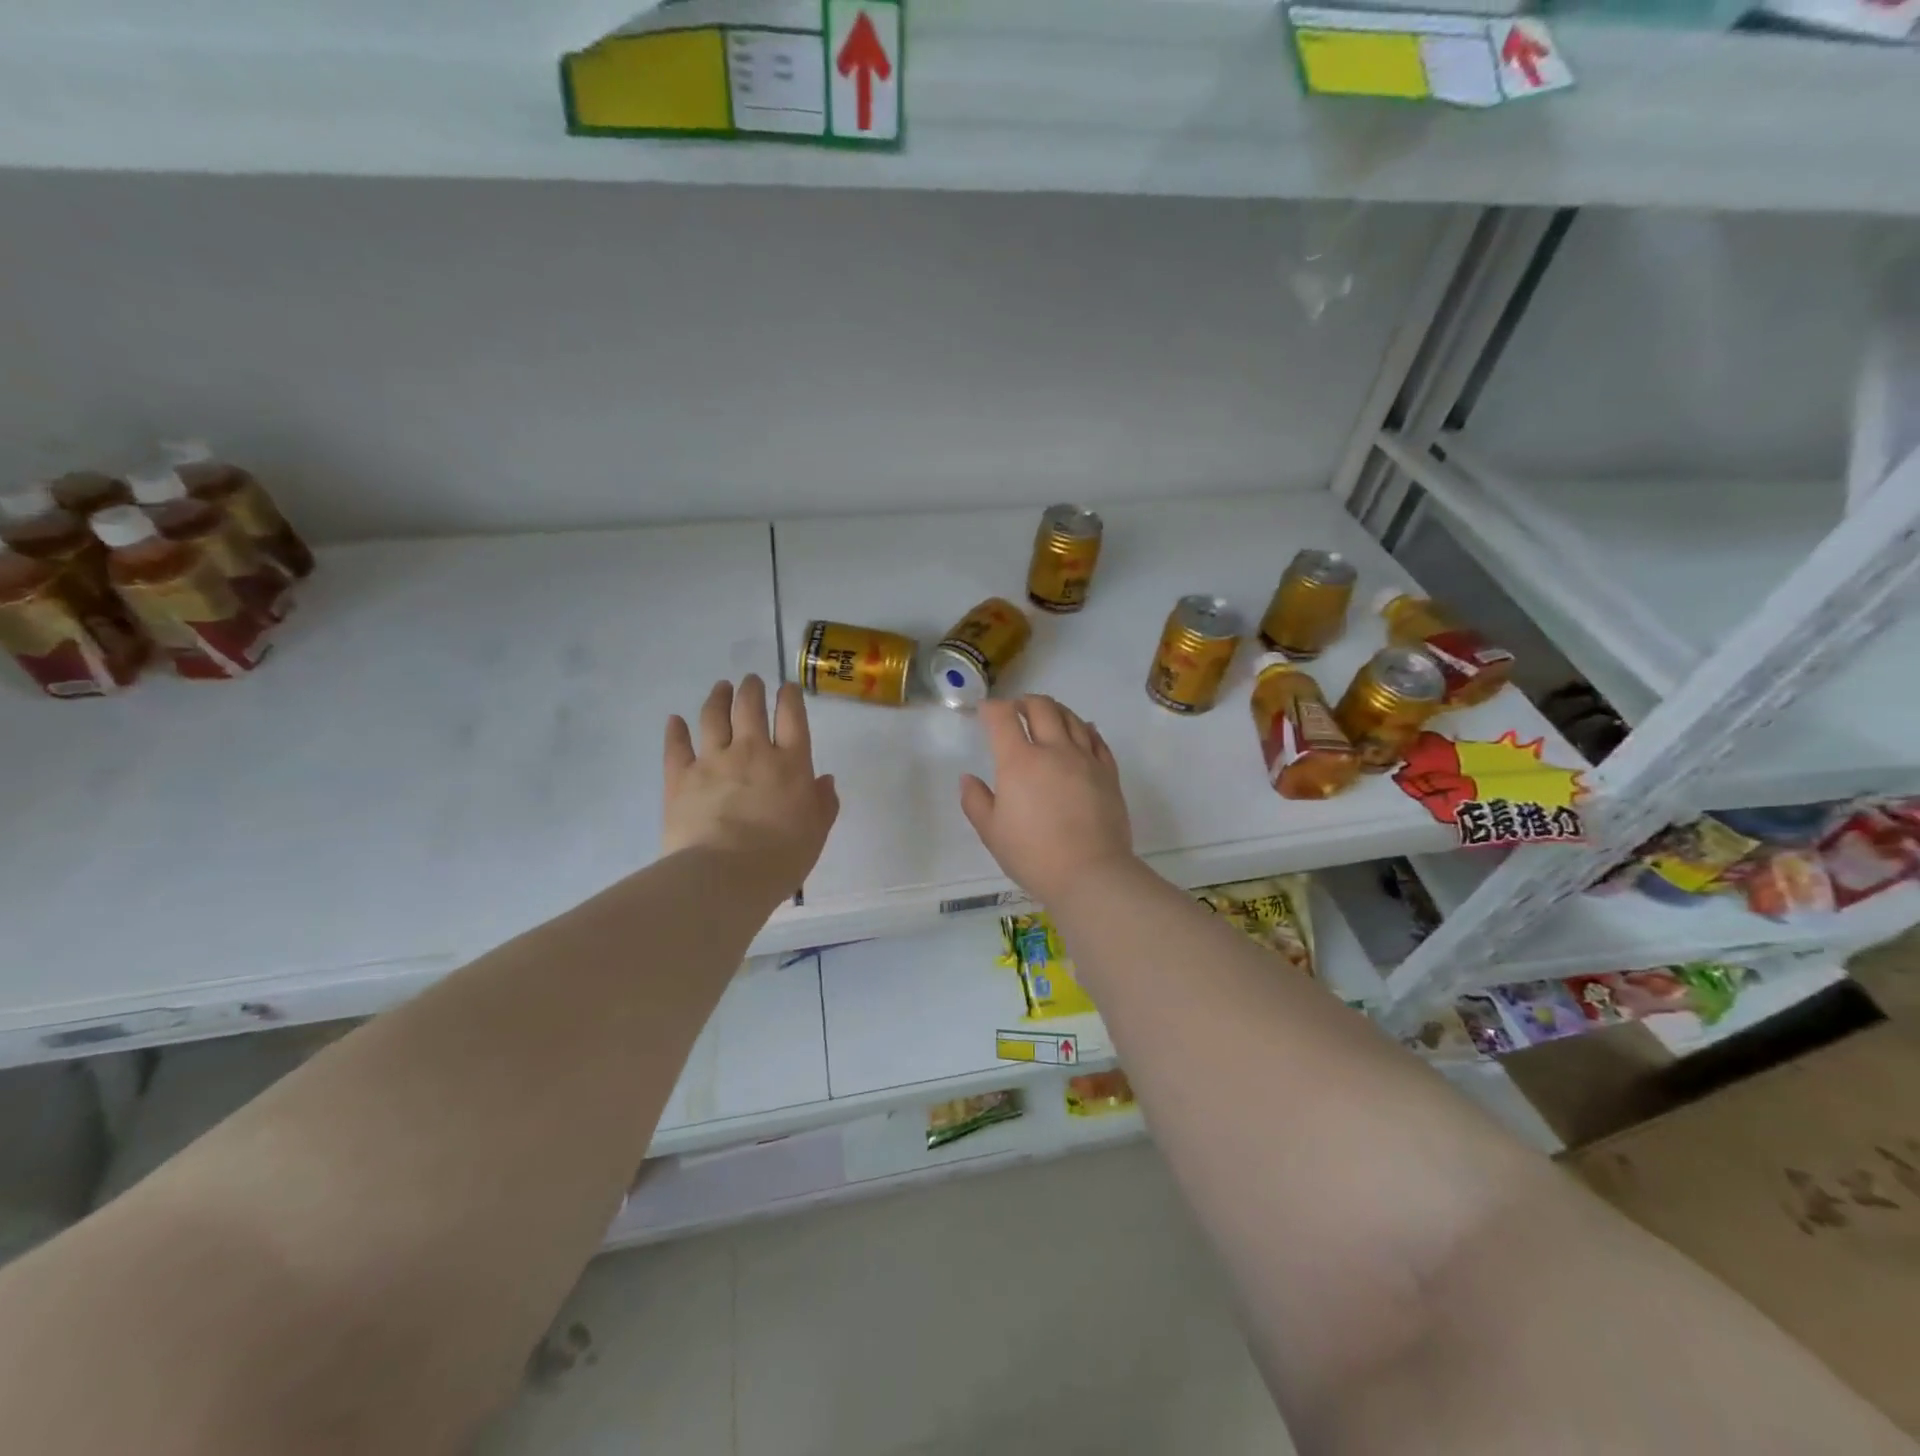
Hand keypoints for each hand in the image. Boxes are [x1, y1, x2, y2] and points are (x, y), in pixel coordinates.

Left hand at [663, 676, 839, 899]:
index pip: (792, 717)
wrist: (725, 875)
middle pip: (750, 708)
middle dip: (751, 690)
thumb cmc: (780, 857)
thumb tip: (825, 780)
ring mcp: (713, 761)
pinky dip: (676, 731)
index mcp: (790, 763)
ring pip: (713, 717)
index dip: (790, 697)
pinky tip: (675, 721)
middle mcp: (752, 751)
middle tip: (751, 681)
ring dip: (718, 698)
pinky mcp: (680, 777)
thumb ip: (823, 803)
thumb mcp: (817, 832)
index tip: (787, 687)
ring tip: (721, 687)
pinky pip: (676, 746)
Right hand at [959, 695, 1134, 906]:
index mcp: (1019, 762)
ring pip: (1072, 718)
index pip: (1003, 717)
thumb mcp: (991, 832)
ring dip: (1055, 710)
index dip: (992, 708)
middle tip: (1017, 710)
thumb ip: (976, 801)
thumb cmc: (1033, 855)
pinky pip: (1097, 739)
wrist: (1090, 873)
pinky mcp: (1108, 773)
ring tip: (1047, 716)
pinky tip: (1083, 730)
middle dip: (1024, 702)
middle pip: (1041, 707)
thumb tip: (968, 779)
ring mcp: (1085, 759)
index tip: (986, 711)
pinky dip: (1086, 728)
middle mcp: (1053, 750)